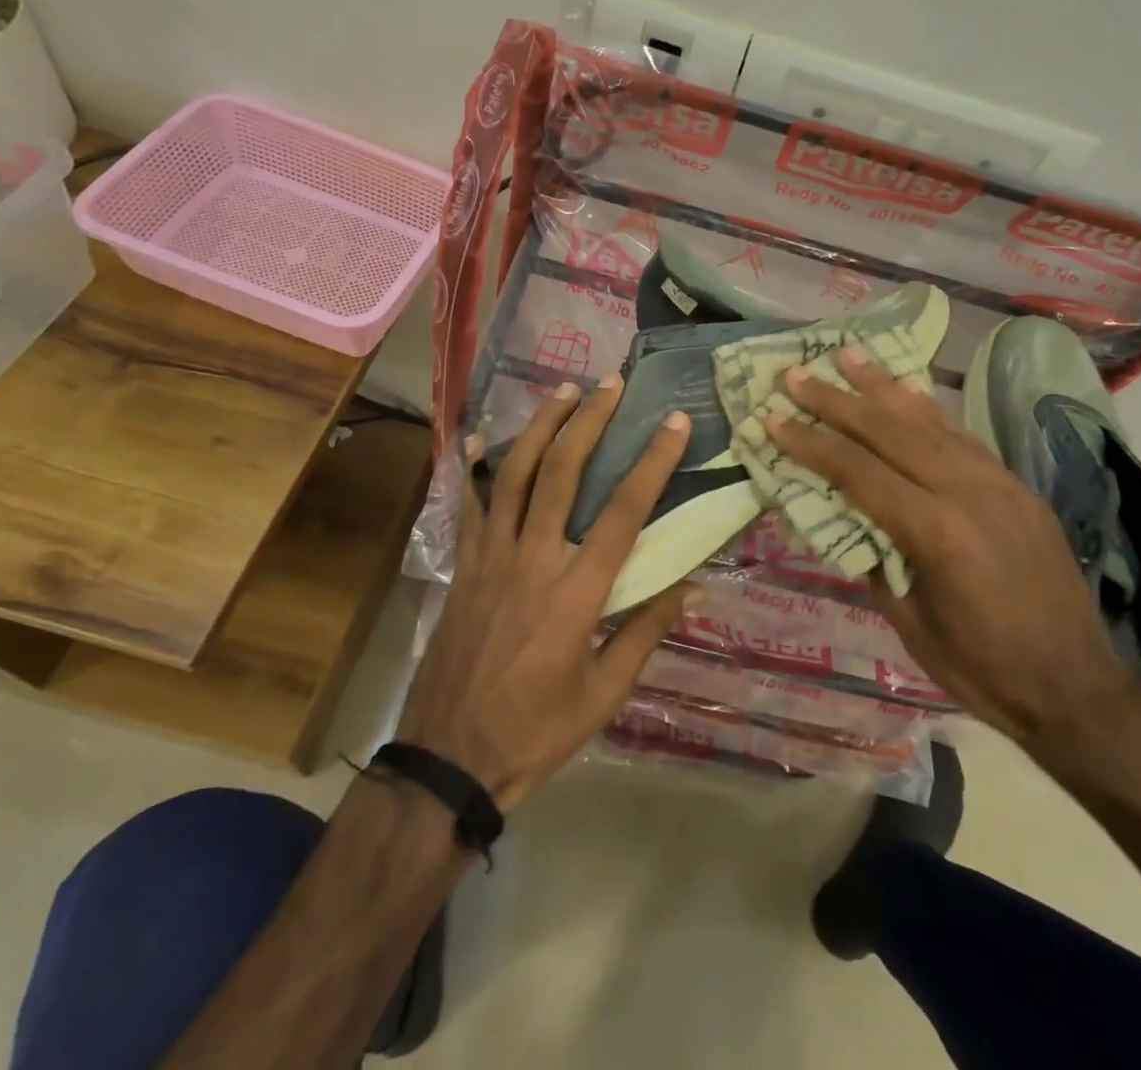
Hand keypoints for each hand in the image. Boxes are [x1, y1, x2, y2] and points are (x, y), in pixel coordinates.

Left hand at [397, 377, 700, 811]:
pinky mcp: (464, 563)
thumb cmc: (536, 731)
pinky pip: (471, 502)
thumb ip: (646, 632)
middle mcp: (533, 558)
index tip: (673, 422)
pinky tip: (483, 435)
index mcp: (576, 593)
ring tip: (564, 390)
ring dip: (541, 425)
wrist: (448, 756)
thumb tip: (692, 586)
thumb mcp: (604, 694)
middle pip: (561, 472)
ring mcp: (490, 556)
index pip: (623, 512)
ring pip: (514, 473)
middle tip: (611, 384)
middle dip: (589, 421)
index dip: (652, 462)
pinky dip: (478, 465)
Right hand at [766, 348, 1134, 751]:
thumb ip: (873, 557)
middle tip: (796, 374)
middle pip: (889, 432)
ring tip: (847, 355)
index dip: (810, 443)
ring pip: (929, 422)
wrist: (1077, 689)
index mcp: (936, 532)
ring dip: (882, 387)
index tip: (774, 418)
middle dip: (836, 400)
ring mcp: (999, 483)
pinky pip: (962, 436)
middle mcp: (968, 492)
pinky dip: (927, 409)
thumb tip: (843, 514)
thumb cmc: (982, 669)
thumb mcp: (908, 620)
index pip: (858, 472)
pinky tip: (906, 389)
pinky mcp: (1016, 486)